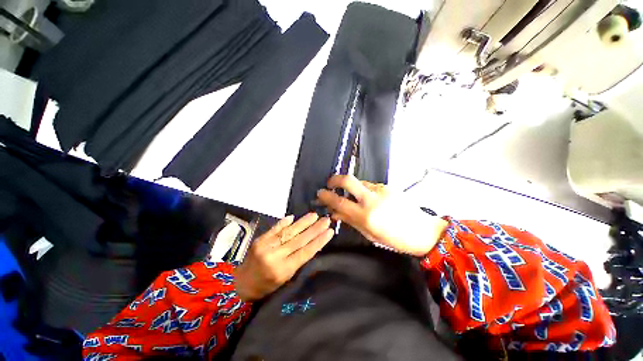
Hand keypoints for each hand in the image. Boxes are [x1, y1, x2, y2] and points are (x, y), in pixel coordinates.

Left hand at [234, 213, 333, 301]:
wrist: (241, 284)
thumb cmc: (267, 285)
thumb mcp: (286, 278)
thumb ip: (298, 260)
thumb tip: (312, 243)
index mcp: (283, 270)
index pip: (305, 252)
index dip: (319, 241)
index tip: (330, 231)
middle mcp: (275, 257)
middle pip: (299, 240)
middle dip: (314, 229)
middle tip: (325, 220)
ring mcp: (266, 247)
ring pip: (289, 232)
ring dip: (303, 222)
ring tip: (314, 215)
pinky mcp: (259, 240)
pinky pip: (275, 229)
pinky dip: (284, 222)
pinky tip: (293, 217)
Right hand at [316, 175, 447, 255]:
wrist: (422, 231)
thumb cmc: (394, 239)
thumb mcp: (369, 234)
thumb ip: (350, 220)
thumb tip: (334, 213)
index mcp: (366, 215)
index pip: (339, 201)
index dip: (326, 196)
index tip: (320, 193)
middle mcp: (372, 199)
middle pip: (348, 180)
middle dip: (335, 179)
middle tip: (330, 184)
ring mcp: (381, 189)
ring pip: (358, 182)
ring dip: (351, 187)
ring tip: (353, 197)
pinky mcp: (388, 186)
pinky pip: (369, 185)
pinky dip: (363, 190)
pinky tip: (369, 199)